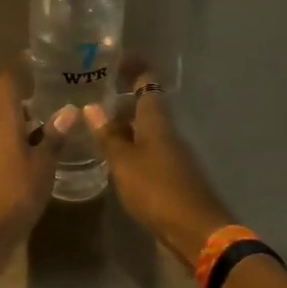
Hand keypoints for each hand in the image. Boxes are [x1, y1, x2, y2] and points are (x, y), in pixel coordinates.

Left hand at [0, 65, 77, 252]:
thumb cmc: (13, 195)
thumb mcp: (42, 166)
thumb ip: (54, 138)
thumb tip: (69, 110)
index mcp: (3, 123)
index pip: (7, 83)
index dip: (21, 66)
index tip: (43, 57)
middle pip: (12, 104)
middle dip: (36, 94)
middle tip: (66, 87)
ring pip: (14, 126)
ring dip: (35, 120)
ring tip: (66, 115)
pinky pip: (14, 146)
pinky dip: (31, 141)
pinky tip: (52, 149)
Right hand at [84, 60, 233, 268]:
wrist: (195, 230)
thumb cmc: (157, 190)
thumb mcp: (124, 163)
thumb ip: (108, 136)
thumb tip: (91, 107)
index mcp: (157, 122)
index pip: (147, 83)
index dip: (133, 68)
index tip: (116, 57)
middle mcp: (167, 132)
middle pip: (146, 107)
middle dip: (122, 99)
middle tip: (93, 95)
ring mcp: (171, 155)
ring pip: (145, 131)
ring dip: (124, 125)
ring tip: (95, 126)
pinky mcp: (171, 176)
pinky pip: (147, 152)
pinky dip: (130, 148)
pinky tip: (113, 158)